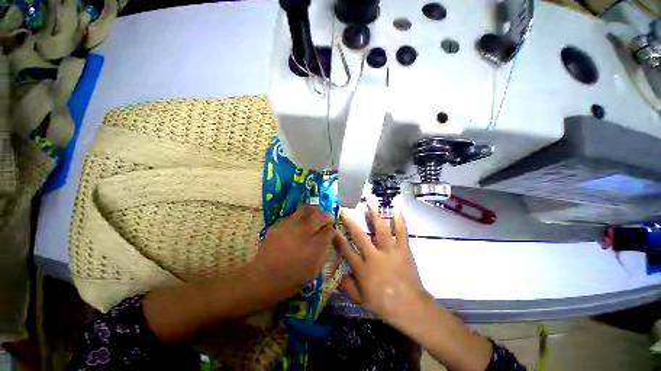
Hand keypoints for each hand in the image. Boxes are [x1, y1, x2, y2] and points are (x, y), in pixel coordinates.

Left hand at [244, 205, 335, 307]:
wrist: (262, 278)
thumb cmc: (292, 279)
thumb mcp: (314, 269)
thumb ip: (324, 250)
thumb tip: (328, 236)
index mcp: (313, 248)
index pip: (328, 231)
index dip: (332, 229)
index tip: (331, 229)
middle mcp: (302, 234)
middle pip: (319, 216)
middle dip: (326, 216)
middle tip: (327, 218)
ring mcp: (288, 226)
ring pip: (306, 210)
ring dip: (314, 211)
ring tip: (316, 214)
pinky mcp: (278, 224)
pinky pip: (294, 214)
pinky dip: (301, 216)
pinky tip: (300, 223)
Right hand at [335, 199, 426, 321]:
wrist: (411, 308)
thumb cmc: (383, 304)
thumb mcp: (360, 300)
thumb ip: (347, 286)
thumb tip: (337, 274)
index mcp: (362, 269)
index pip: (345, 250)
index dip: (337, 237)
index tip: (331, 226)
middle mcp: (374, 256)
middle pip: (359, 235)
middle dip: (350, 221)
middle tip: (344, 209)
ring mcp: (390, 251)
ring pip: (380, 228)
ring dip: (374, 212)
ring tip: (369, 198)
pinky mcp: (403, 249)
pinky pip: (401, 231)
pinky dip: (399, 218)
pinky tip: (397, 205)